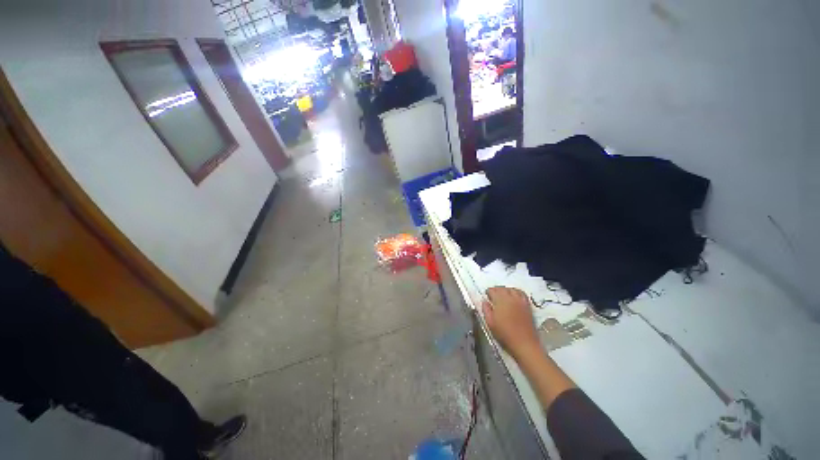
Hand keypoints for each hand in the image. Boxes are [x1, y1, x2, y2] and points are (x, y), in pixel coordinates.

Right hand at [482, 287, 539, 359]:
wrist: (525, 344)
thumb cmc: (505, 334)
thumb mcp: (490, 323)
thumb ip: (486, 310)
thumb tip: (485, 301)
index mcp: (500, 301)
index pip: (492, 290)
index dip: (488, 292)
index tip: (486, 296)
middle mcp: (511, 298)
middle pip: (502, 288)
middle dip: (496, 290)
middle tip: (492, 296)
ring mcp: (520, 301)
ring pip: (511, 289)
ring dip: (505, 290)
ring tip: (502, 295)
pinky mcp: (528, 306)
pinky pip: (521, 293)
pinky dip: (516, 292)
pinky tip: (514, 297)